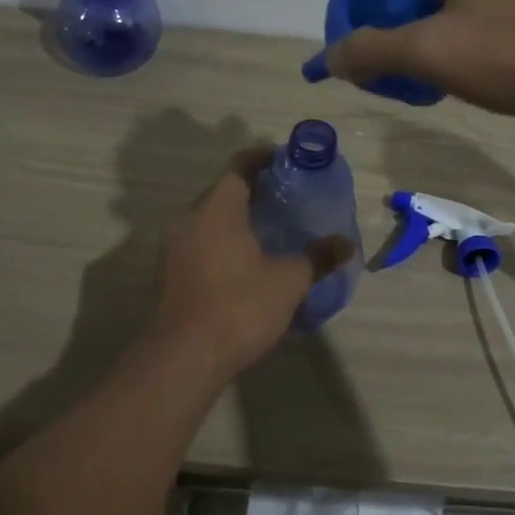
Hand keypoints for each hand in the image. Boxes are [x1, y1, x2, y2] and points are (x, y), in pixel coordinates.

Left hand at [148, 146, 354, 377]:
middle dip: (255, 190)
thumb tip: (346, 244)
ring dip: (237, 218)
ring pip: (209, 218)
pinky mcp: (168, 272)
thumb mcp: (288, 281)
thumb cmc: (238, 306)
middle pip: (223, 191)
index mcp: (217, 207)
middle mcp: (189, 217)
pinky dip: (223, 241)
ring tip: (270, 230)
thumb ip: (317, 257)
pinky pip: (200, 241)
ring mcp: (173, 246)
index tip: (288, 160)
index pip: (240, 165)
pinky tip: (246, 261)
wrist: (183, 357)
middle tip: (287, 199)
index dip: (265, 157)